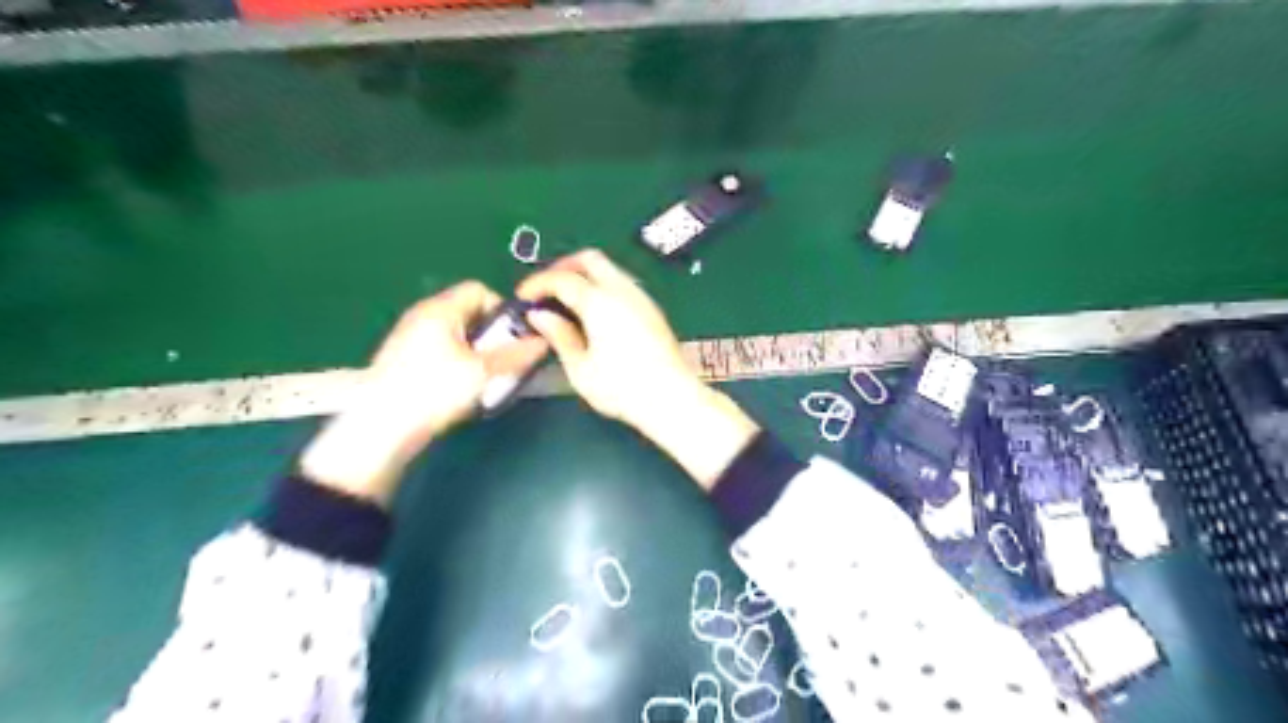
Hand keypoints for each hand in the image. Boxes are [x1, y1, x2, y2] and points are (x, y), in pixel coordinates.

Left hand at [301, 279, 548, 506]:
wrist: (381, 428)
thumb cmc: (434, 391)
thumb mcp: (483, 373)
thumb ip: (516, 354)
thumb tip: (543, 341)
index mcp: (441, 309)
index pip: (480, 290)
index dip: (502, 310)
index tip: (512, 339)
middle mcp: (423, 315)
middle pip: (468, 312)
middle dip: (491, 335)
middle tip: (502, 362)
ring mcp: (409, 336)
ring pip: (456, 333)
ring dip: (476, 351)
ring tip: (483, 379)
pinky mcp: (403, 358)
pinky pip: (440, 349)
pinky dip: (457, 362)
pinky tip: (458, 389)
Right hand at [516, 250, 755, 490]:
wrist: (671, 398)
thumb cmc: (622, 388)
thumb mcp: (580, 368)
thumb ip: (559, 336)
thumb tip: (540, 316)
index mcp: (600, 302)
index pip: (562, 278)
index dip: (538, 283)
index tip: (523, 296)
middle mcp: (622, 291)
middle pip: (590, 259)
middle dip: (563, 267)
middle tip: (546, 289)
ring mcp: (641, 298)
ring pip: (609, 268)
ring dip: (585, 275)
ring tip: (566, 300)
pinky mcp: (652, 309)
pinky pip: (622, 283)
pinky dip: (601, 285)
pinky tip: (593, 311)